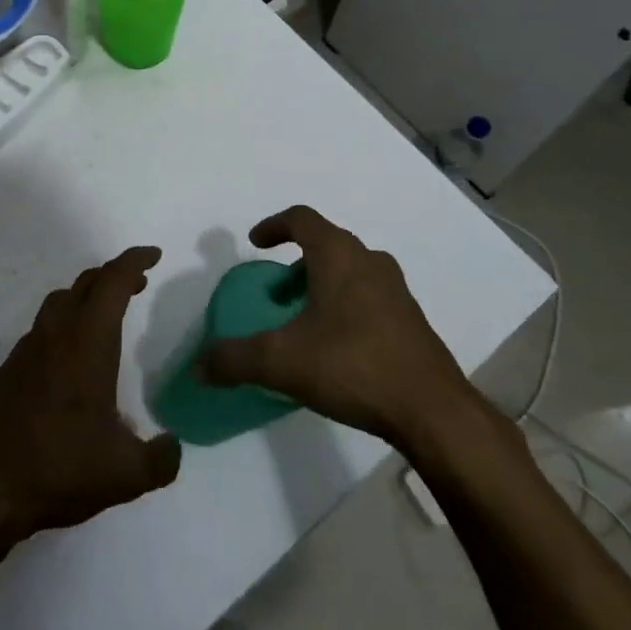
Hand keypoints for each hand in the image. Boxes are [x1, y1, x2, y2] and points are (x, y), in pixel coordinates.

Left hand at [0, 247, 181, 541]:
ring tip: (106, 315)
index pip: (113, 282)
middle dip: (115, 275)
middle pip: (86, 283)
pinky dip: (64, 324)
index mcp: (88, 342)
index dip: (135, 261)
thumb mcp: (126, 474)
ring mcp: (28, 349)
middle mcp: (57, 334)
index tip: (154, 255)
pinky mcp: (10, 370)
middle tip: (139, 283)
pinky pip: (43, 329)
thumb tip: (173, 447)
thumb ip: (161, 459)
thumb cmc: (61, 467)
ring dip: (87, 296)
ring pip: (60, 302)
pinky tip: (72, 359)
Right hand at [200, 206, 479, 442]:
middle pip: (327, 244)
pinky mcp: (411, 320)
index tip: (256, 243)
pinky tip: (336, 346)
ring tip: (303, 320)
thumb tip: (199, 367)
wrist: (432, 410)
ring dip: (322, 284)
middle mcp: (369, 261)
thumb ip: (235, 360)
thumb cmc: (352, 366)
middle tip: (276, 293)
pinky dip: (345, 305)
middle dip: (296, 262)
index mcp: (338, 255)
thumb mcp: (281, 362)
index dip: (274, 226)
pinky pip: (369, 296)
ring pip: (351, 271)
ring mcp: (396, 290)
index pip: (302, 219)